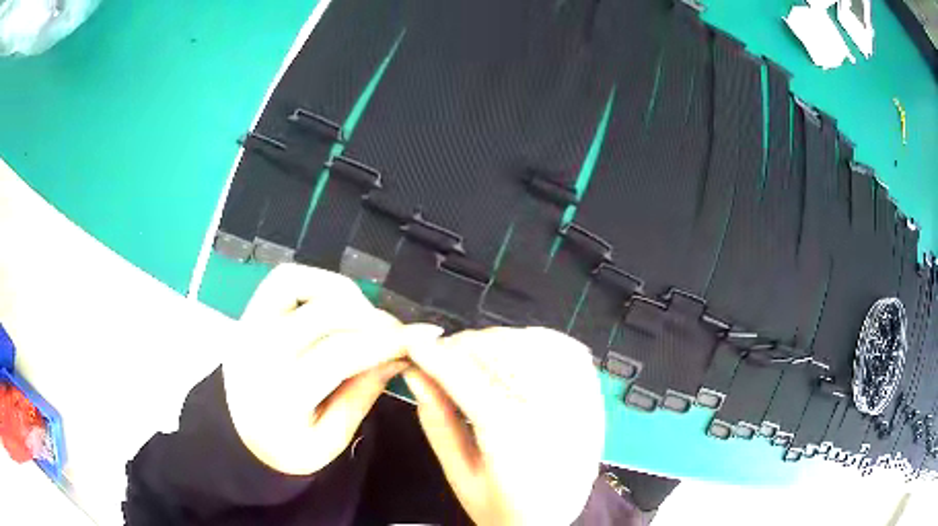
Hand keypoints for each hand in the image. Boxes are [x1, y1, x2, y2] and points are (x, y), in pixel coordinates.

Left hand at [222, 264, 440, 474]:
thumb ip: (362, 395)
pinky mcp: (248, 314)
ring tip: (364, 316)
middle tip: (397, 333)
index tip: (424, 336)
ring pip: (299, 282)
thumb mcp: (331, 442)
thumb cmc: (287, 449)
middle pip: (325, 313)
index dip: (387, 340)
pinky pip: (283, 280)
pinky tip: (335, 303)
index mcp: (281, 395)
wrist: (239, 440)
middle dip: (373, 318)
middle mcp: (259, 351)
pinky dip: (315, 280)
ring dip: (342, 291)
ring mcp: (248, 326)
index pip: (340, 353)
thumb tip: (398, 354)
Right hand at [403, 327, 604, 524]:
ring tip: (475, 356)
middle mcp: (553, 415)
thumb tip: (415, 374)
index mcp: (516, 443)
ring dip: (497, 341)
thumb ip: (437, 423)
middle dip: (464, 346)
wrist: (551, 523)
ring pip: (535, 344)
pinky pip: (567, 350)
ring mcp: (580, 403)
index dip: (438, 357)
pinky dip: (537, 341)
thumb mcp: (459, 476)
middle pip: (504, 355)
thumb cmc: (501, 508)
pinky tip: (516, 353)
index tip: (416, 346)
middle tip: (441, 355)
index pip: (470, 382)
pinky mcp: (593, 398)